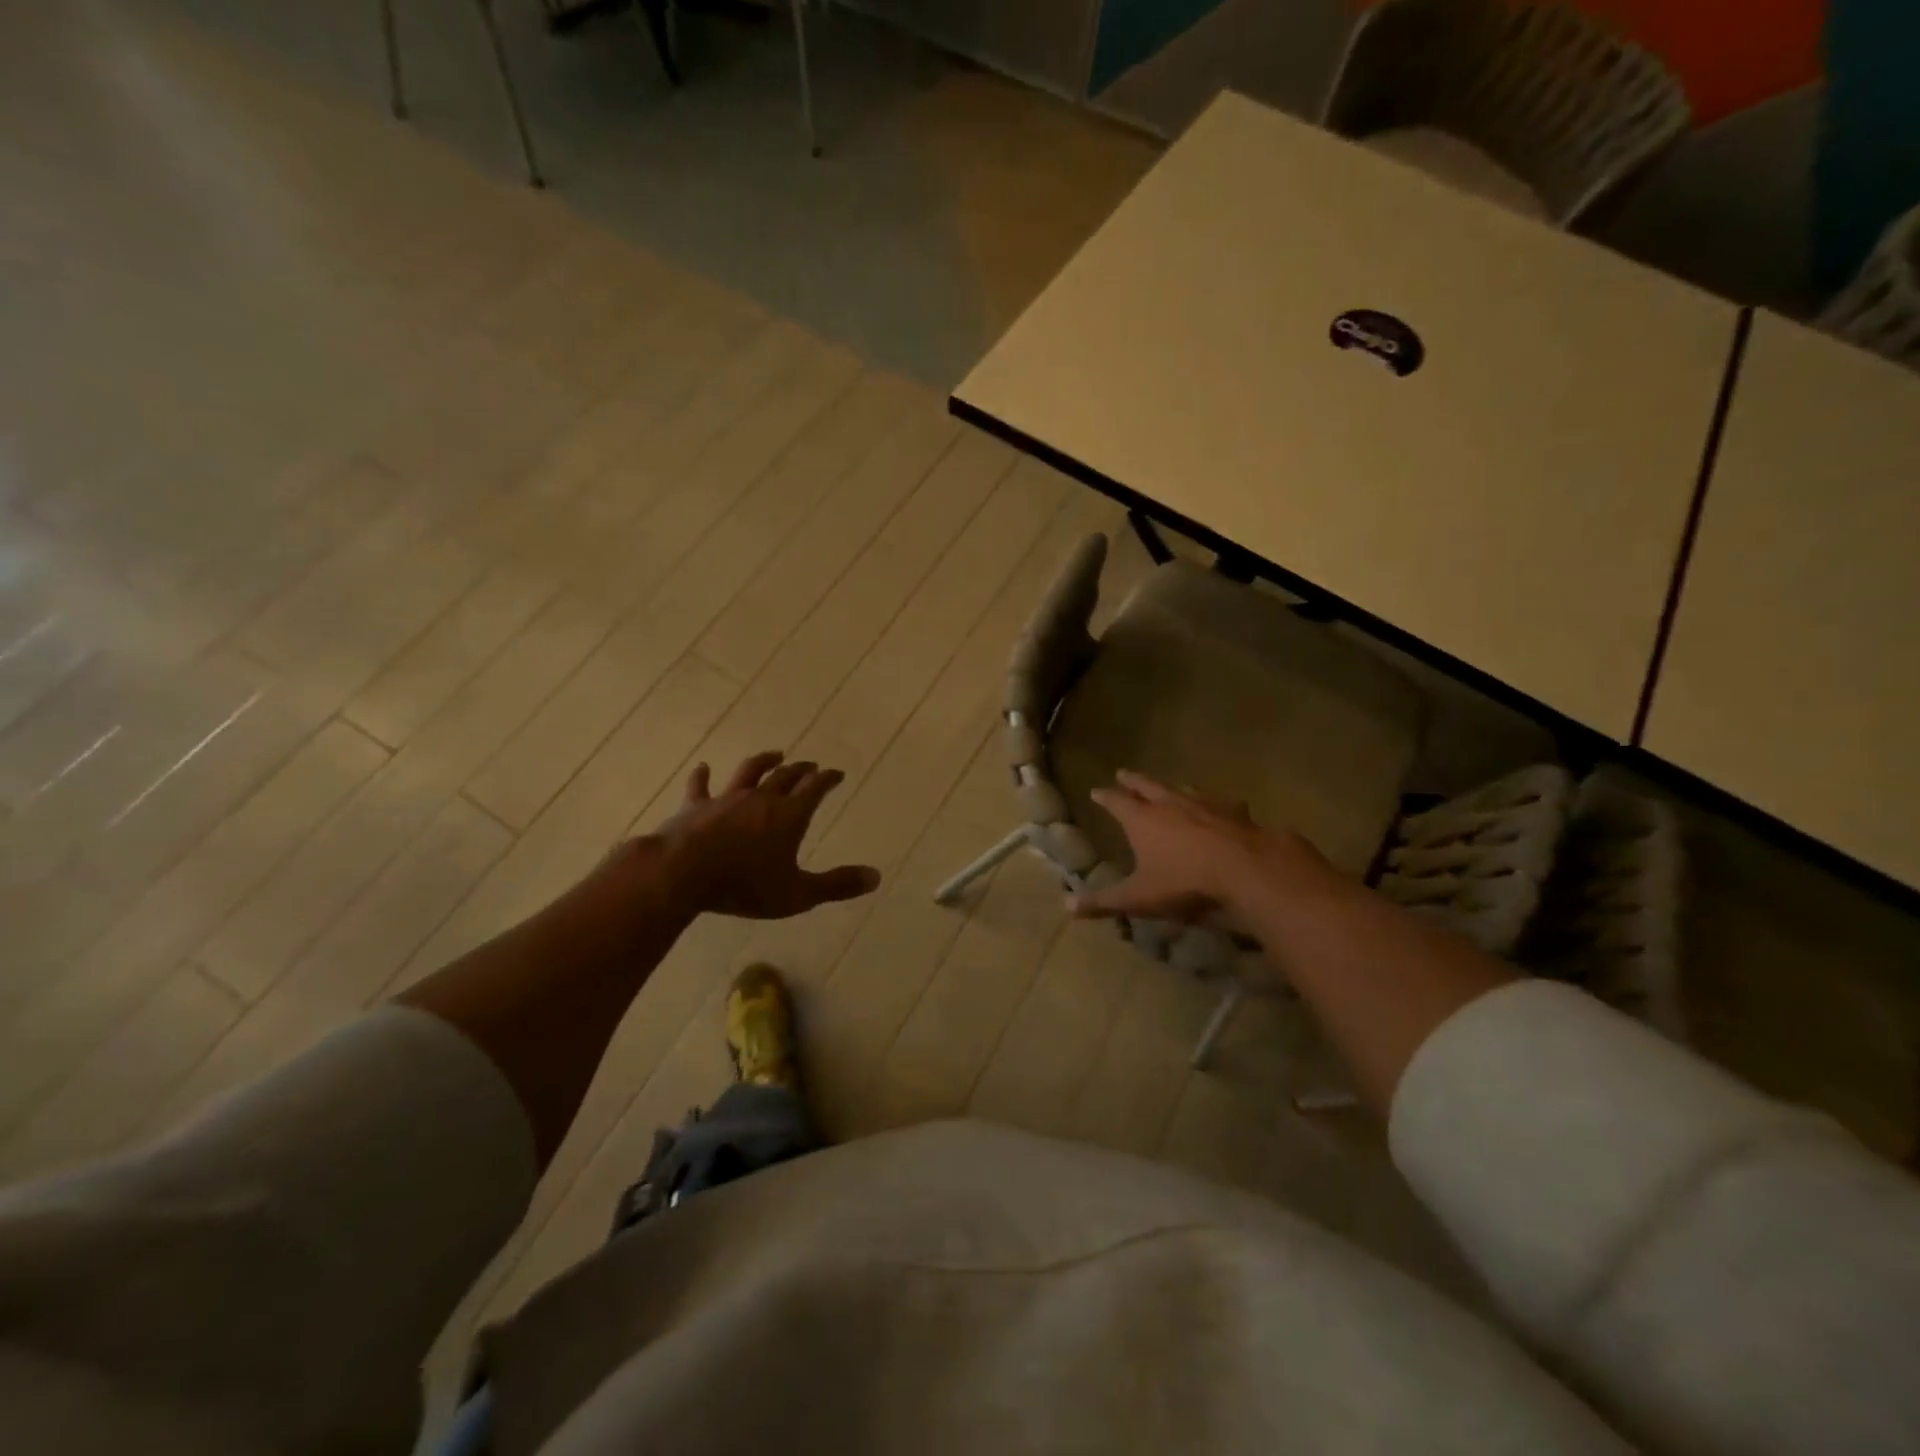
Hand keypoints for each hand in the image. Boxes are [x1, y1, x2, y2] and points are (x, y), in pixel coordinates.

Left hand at [646, 751, 879, 918]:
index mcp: (789, 815)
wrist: (683, 873)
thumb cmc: (745, 885)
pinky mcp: (696, 806)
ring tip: (775, 754)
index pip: (815, 789)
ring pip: (749, 772)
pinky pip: (700, 786)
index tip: (837, 773)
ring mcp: (726, 799)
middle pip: (785, 777)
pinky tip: (703, 767)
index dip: (828, 779)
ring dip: (764, 762)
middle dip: (801, 770)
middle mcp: (761, 799)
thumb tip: (876, 877)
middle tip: (810, 765)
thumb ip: (837, 885)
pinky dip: (703, 776)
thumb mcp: (798, 893)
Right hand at [1071, 770, 1316, 922]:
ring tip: (1168, 786)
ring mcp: (1203, 804)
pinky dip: (1215, 803)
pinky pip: (1221, 802)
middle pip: (1146, 786)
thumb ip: (1104, 902)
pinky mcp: (1233, 812)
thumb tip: (1067, 907)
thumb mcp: (1139, 898)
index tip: (1095, 791)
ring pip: (1182, 789)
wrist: (1244, 869)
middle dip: (1132, 780)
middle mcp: (1169, 804)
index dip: (1105, 797)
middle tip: (1123, 773)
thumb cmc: (1184, 882)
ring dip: (1171, 787)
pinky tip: (1224, 805)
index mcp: (1142, 820)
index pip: (1116, 802)